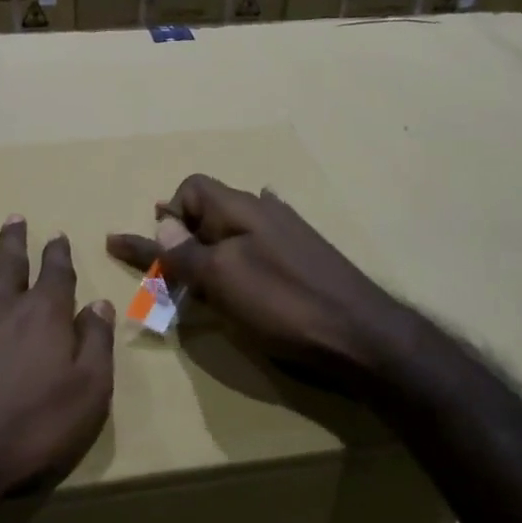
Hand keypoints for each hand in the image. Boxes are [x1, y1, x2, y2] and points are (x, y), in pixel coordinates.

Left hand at [0, 218, 114, 516]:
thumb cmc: (25, 433)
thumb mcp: (86, 397)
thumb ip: (96, 345)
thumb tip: (100, 304)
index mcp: (42, 316)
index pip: (55, 274)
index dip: (58, 254)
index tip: (57, 236)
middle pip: (8, 263)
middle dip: (14, 241)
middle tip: (14, 218)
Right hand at [106, 174, 412, 387]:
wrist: (361, 333)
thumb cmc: (283, 303)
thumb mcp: (222, 279)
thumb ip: (186, 253)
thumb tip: (163, 225)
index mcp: (239, 208)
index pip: (191, 189)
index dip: (170, 215)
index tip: (160, 252)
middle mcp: (262, 210)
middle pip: (209, 207)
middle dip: (182, 230)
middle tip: (164, 263)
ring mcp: (287, 232)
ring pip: (233, 227)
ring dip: (208, 243)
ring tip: (194, 268)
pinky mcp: (303, 257)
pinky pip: (257, 243)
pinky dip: (238, 251)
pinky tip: (244, 255)